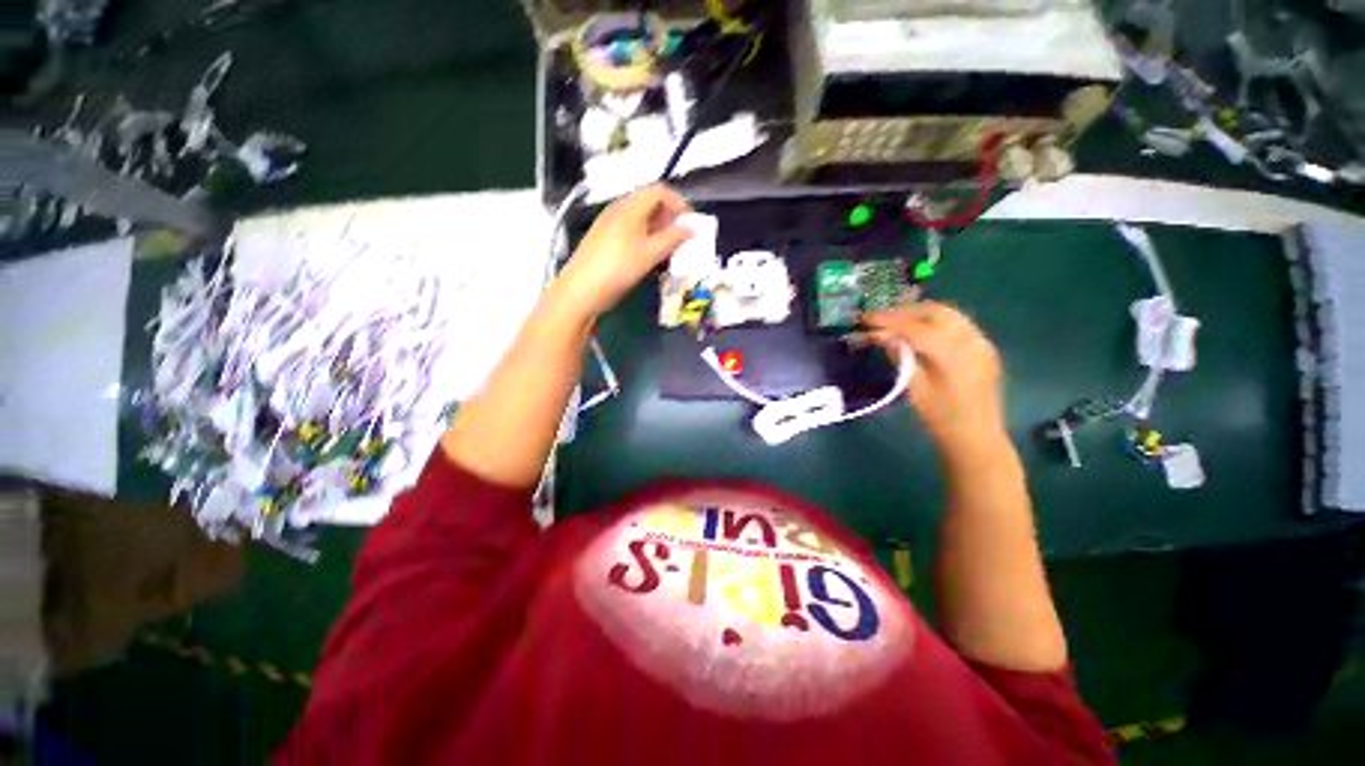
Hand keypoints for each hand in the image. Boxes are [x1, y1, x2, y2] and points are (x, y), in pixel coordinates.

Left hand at [555, 185, 692, 317]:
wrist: (582, 288)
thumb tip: (692, 228)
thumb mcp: (650, 253)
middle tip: (680, 237)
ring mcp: (610, 223)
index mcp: (630, 206)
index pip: (659, 191)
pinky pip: (631, 229)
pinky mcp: (605, 238)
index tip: (690, 223)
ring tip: (667, 249)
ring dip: (658, 229)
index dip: (678, 203)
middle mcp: (619, 209)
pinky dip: (645, 237)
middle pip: (649, 202)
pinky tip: (649, 255)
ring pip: (640, 218)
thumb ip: (673, 238)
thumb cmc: (619, 267)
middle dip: (669, 217)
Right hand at [864, 302, 1006, 452]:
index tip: (864, 318)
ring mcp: (981, 341)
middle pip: (934, 312)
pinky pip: (957, 322)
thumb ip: (900, 357)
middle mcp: (971, 340)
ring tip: (894, 320)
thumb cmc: (941, 418)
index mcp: (953, 355)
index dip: (887, 321)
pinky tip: (917, 329)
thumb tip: (880, 335)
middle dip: (903, 311)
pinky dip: (933, 320)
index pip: (915, 327)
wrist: (977, 437)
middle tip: (877, 318)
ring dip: (918, 313)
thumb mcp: (914, 389)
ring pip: (947, 313)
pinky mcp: (982, 346)